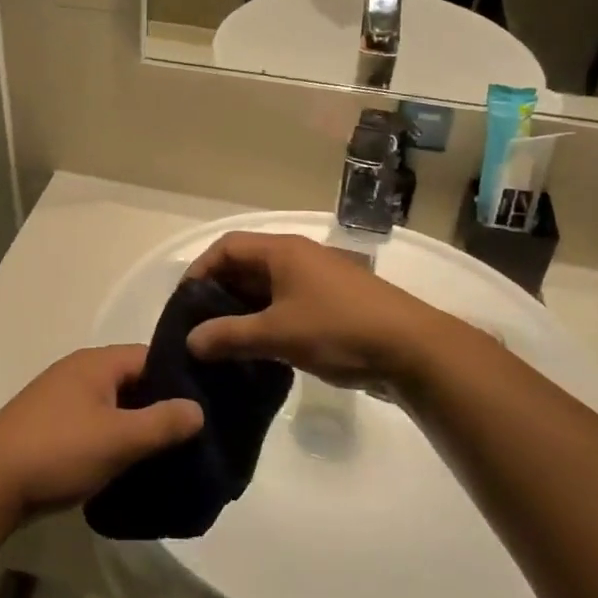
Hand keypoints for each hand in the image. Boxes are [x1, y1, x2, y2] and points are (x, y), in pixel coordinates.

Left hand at [0, 346, 202, 514]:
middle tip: (194, 435)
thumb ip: (162, 422)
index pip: (151, 356)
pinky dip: (114, 440)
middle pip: (133, 381)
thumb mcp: (118, 438)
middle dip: (161, 406)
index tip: (209, 404)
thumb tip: (198, 409)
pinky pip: (95, 425)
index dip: (181, 378)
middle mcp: (79, 372)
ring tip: (169, 454)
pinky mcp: (51, 427)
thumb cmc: (59, 451)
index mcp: (96, 363)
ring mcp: (62, 399)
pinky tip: (130, 465)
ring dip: (137, 427)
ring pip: (114, 406)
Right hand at [184, 233, 463, 389]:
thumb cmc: (338, 330)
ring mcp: (317, 280)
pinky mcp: (332, 304)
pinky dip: (267, 321)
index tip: (184, 304)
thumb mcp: (277, 334)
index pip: (227, 247)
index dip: (201, 270)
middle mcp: (298, 257)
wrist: (412, 350)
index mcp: (282, 251)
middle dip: (219, 294)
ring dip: (243, 311)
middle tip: (199, 327)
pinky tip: (258, 350)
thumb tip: (191, 340)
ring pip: (267, 288)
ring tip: (223, 343)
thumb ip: (229, 336)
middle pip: (246, 266)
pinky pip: (287, 304)